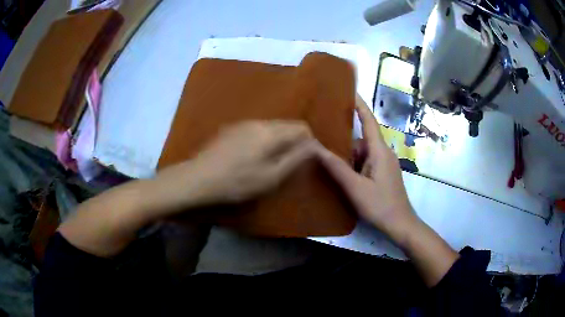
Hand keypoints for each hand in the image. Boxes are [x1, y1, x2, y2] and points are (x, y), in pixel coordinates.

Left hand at [154, 120, 316, 209]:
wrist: (198, 178)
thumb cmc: (237, 182)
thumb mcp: (271, 176)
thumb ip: (295, 158)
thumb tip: (313, 145)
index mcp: (271, 132)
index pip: (301, 127)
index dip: (309, 141)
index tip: (306, 158)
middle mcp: (258, 121)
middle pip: (285, 125)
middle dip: (293, 141)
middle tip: (289, 163)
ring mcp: (242, 123)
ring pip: (270, 127)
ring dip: (277, 140)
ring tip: (271, 161)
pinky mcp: (230, 129)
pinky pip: (256, 130)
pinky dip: (262, 140)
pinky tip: (252, 156)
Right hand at [315, 95, 414, 239]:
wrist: (400, 224)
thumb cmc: (379, 205)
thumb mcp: (355, 187)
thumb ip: (336, 167)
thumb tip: (315, 148)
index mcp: (379, 151)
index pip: (369, 121)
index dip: (359, 105)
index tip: (349, 91)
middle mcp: (383, 153)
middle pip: (362, 139)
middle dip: (345, 143)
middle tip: (324, 143)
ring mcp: (385, 164)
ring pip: (363, 153)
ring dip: (349, 159)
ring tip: (331, 166)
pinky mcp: (384, 173)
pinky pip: (366, 162)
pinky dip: (355, 166)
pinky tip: (345, 178)